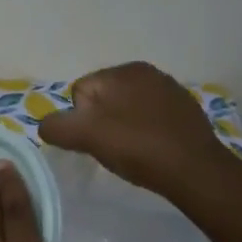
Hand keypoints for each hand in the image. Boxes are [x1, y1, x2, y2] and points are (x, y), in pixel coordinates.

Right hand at [39, 62, 232, 200]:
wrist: (195, 170)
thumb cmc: (136, 147)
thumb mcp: (85, 136)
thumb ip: (56, 126)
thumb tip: (47, 125)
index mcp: (122, 70)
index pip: (80, 92)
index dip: (79, 120)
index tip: (94, 141)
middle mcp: (146, 71)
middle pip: (103, 99)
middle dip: (101, 122)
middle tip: (111, 148)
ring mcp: (169, 89)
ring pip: (127, 109)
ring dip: (123, 127)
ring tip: (132, 152)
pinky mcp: (185, 110)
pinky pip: (150, 118)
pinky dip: (145, 131)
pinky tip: (151, 150)